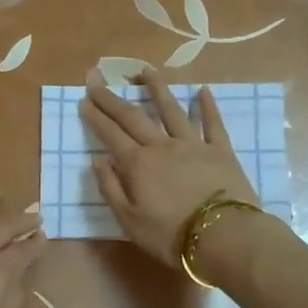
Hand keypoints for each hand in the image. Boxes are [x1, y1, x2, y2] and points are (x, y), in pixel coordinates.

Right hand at [79, 67, 258, 267]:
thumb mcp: (129, 221)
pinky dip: (207, 106)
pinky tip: (203, 91)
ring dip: (157, 89)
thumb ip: (110, 188)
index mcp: (138, 164)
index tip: (83, 98)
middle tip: (97, 77)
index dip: (95, 116)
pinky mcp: (220, 151)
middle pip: (133, 117)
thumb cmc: (171, 235)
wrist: (223, 236)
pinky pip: (212, 123)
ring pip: (172, 110)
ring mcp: (193, 145)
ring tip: (146, 71)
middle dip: (112, 98)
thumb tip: (97, 160)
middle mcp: (162, 146)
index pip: (110, 135)